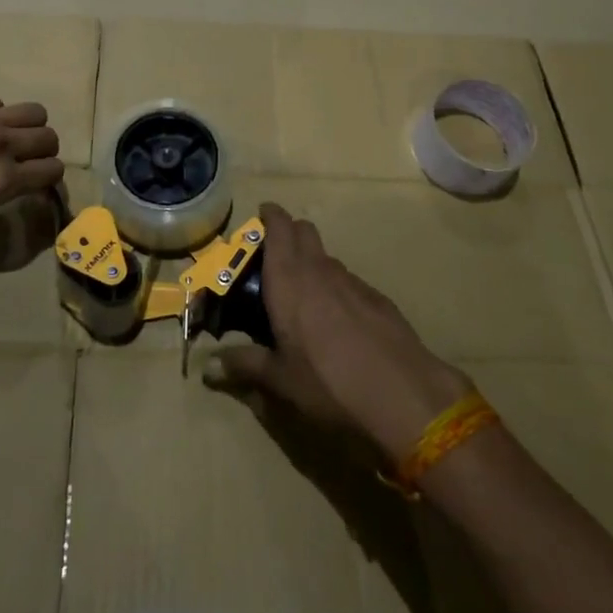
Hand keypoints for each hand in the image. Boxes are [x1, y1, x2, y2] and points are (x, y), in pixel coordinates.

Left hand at [0, 96, 64, 253]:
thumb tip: (12, 179)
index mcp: (1, 180)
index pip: (52, 170)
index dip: (48, 176)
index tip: (38, 180)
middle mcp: (0, 144)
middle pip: (48, 137)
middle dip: (43, 150)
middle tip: (25, 159)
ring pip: (33, 111)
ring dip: (27, 126)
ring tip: (6, 136)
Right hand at [204, 202, 471, 462]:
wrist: (404, 396)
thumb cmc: (329, 384)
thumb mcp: (281, 381)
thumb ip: (245, 366)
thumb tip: (208, 366)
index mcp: (288, 281)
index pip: (278, 228)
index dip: (269, 216)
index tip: (260, 217)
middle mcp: (319, 270)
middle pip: (304, 231)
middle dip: (289, 233)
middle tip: (273, 259)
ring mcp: (353, 282)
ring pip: (326, 257)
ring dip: (312, 263)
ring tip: (302, 296)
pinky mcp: (378, 299)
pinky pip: (348, 280)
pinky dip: (336, 287)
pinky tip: (337, 321)